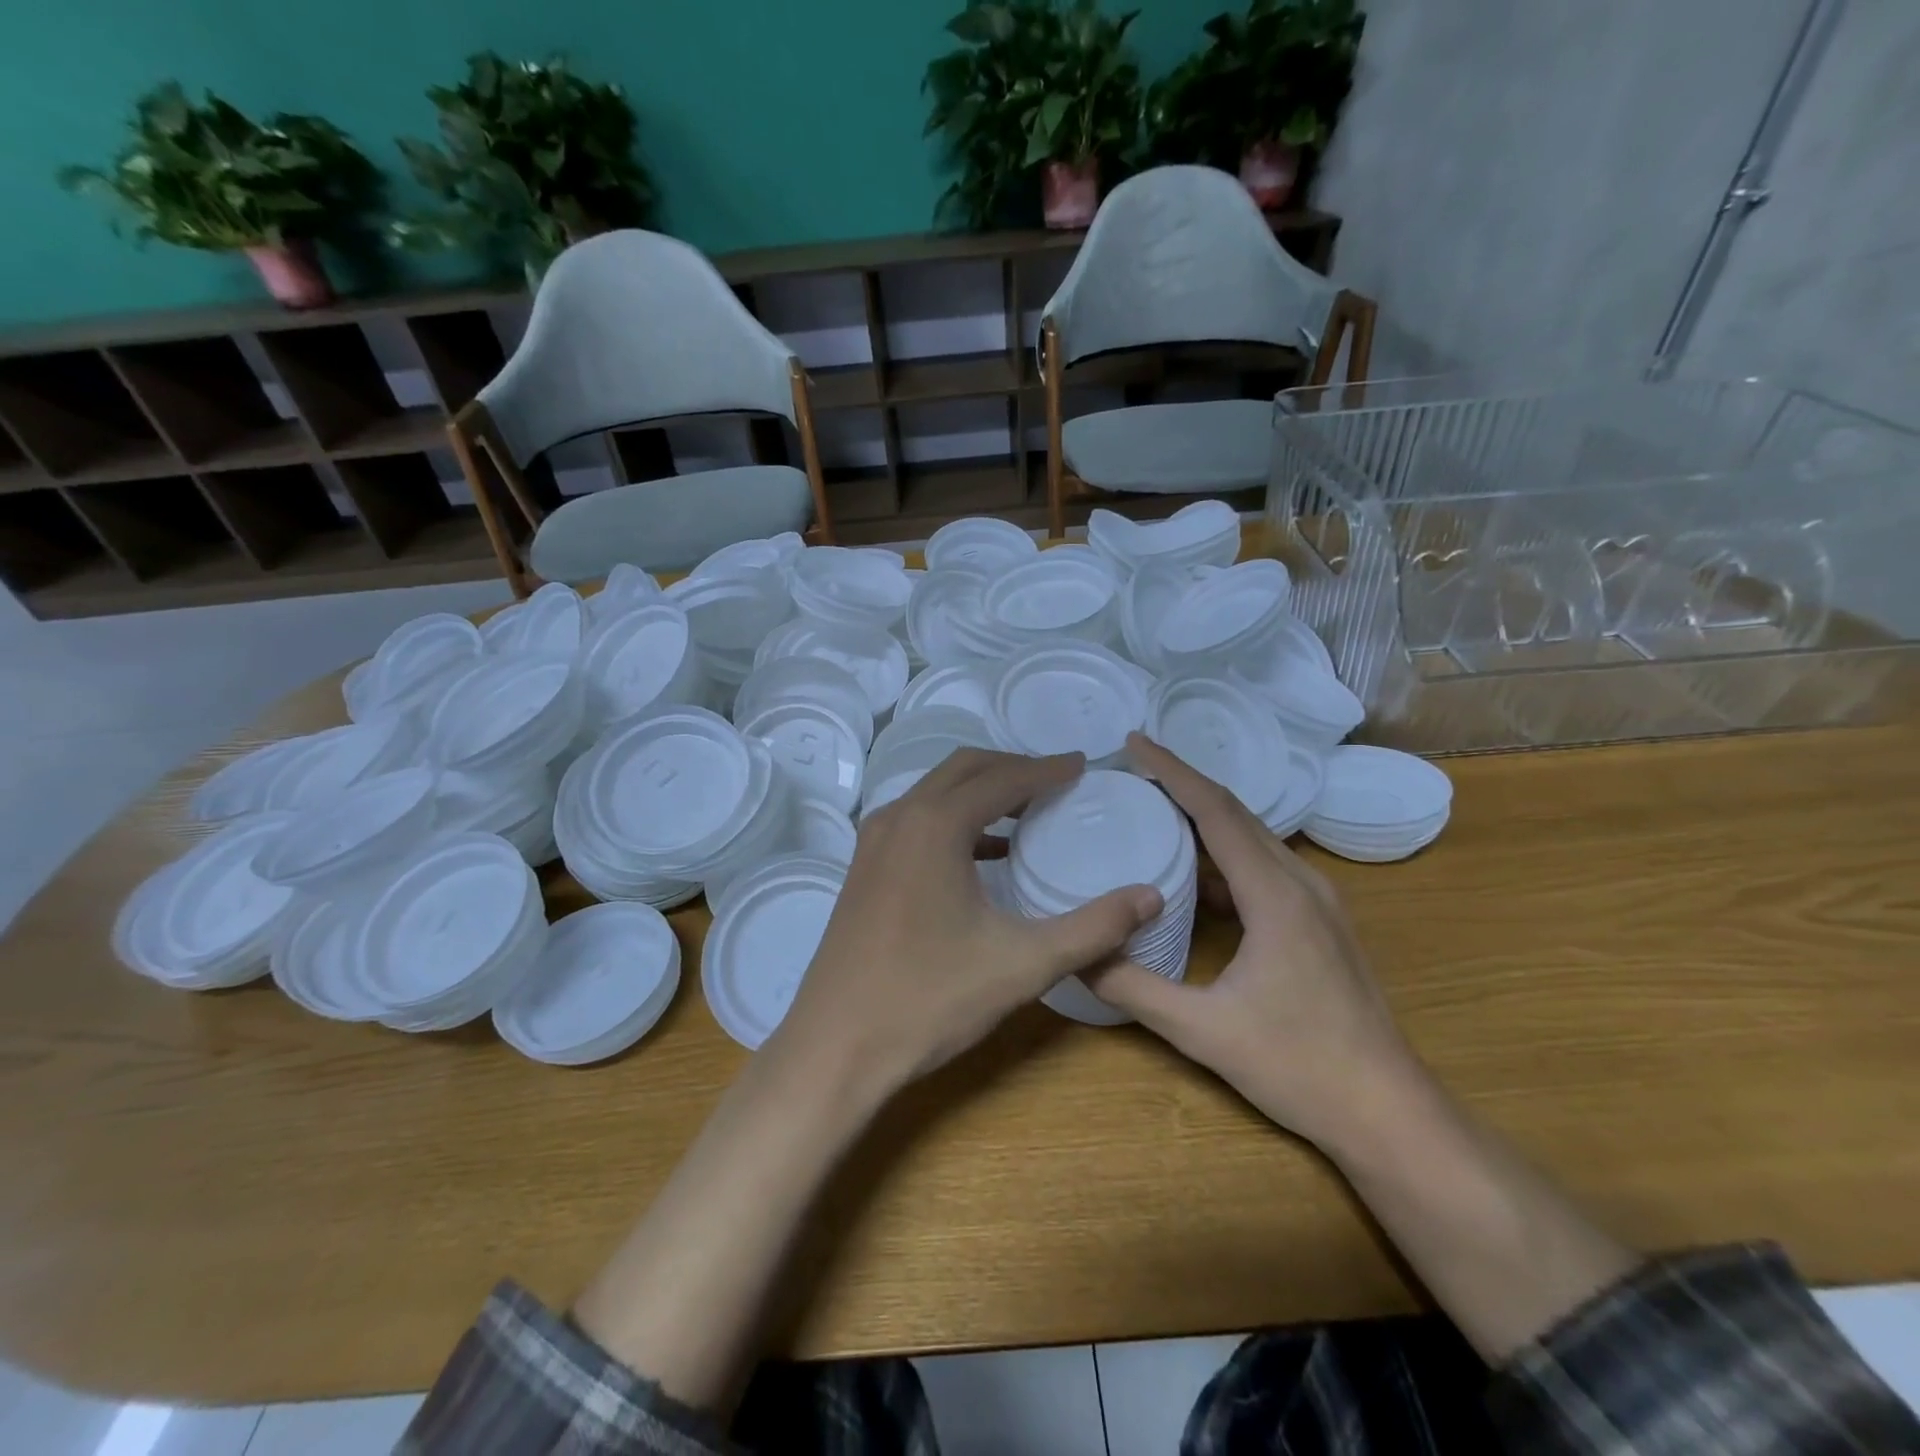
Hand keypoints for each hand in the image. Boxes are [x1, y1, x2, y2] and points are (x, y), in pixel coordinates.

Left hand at [776, 748, 1162, 1091]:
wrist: (835, 1047)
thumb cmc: (930, 999)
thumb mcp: (1022, 963)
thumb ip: (1092, 928)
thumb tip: (1151, 896)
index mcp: (935, 824)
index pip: (1002, 778)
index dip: (1047, 769)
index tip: (1083, 765)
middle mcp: (899, 817)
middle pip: (964, 769)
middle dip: (1013, 767)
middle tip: (1058, 779)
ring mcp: (873, 841)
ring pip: (935, 792)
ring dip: (980, 790)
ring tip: (1027, 808)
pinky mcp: (863, 867)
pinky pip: (916, 820)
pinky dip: (954, 818)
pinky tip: (985, 853)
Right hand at [1088, 734, 1418, 1151]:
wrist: (1388, 1112)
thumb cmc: (1299, 1066)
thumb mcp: (1203, 1031)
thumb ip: (1134, 990)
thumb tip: (1076, 956)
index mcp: (1275, 894)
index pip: (1215, 811)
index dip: (1172, 771)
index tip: (1133, 743)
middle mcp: (1300, 883)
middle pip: (1235, 814)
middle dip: (1182, 785)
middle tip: (1130, 771)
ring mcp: (1316, 902)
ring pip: (1251, 840)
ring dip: (1203, 819)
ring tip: (1152, 810)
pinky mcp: (1317, 922)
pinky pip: (1262, 868)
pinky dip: (1222, 857)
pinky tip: (1191, 877)